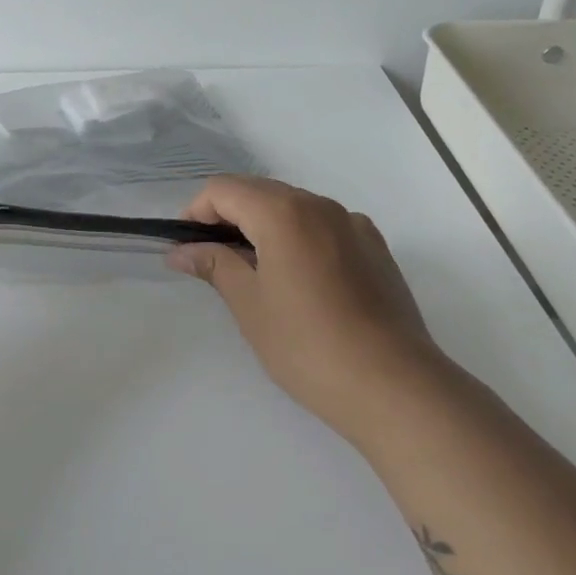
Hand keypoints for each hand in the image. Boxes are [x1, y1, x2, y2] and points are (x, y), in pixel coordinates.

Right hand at [167, 176, 441, 440]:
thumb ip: (214, 265)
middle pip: (259, 191)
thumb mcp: (250, 305)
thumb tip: (182, 251)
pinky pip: (324, 226)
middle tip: (212, 261)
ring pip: (293, 207)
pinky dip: (298, 238)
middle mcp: (321, 205)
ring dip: (263, 226)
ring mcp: (354, 224)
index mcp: (284, 212)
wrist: (394, 385)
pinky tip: (299, 281)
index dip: (196, 212)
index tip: (186, 248)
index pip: (224, 189)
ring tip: (254, 274)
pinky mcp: (375, 248)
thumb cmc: (308, 345)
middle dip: (228, 217)